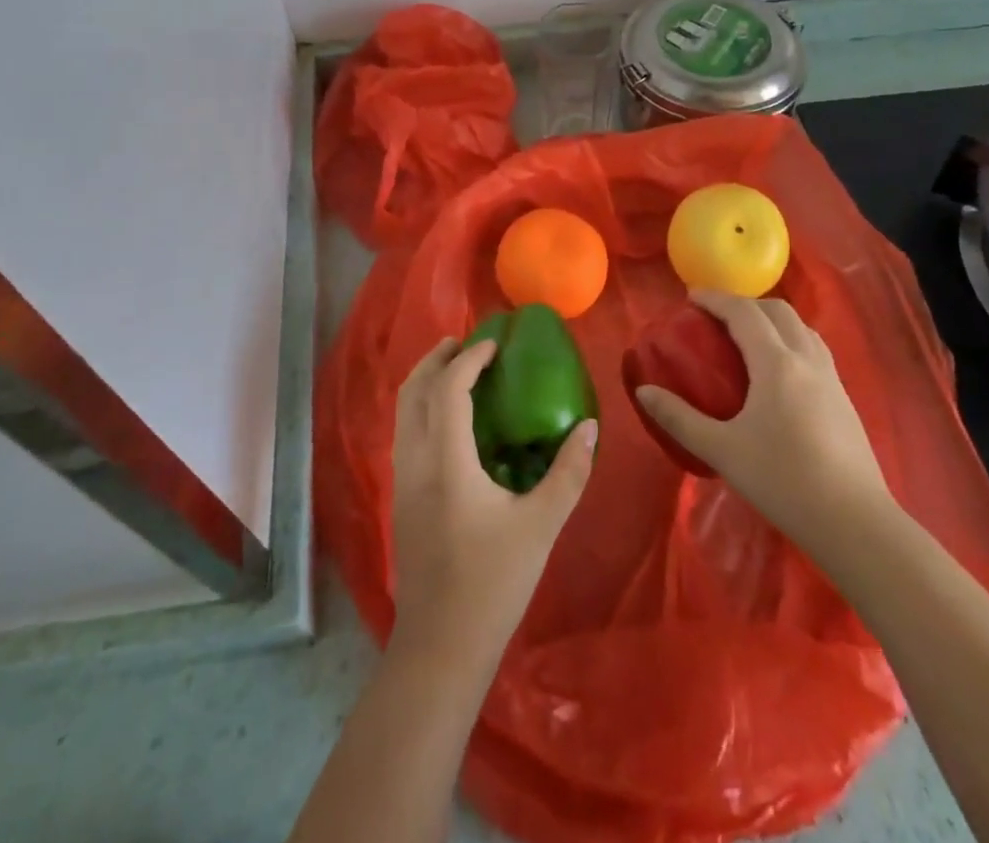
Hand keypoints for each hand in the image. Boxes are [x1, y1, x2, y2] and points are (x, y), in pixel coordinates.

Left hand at [390, 337, 596, 667]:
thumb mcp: (541, 525)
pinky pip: (405, 432)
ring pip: (403, 412)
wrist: (440, 645)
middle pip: (414, 391)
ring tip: (455, 369)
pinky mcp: (401, 498)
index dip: (469, 359)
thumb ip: (568, 472)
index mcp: (446, 460)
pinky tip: (448, 420)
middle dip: (437, 359)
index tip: (494, 344)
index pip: (449, 388)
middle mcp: (416, 460)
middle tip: (465, 342)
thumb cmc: (493, 582)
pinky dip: (422, 407)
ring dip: (425, 381)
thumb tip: (588, 427)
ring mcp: (402, 480)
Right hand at [635, 290, 888, 539]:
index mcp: (776, 363)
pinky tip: (778, 372)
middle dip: (744, 304)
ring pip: (801, 328)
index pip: (743, 312)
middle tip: (715, 319)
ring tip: (746, 338)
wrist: (855, 523)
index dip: (715, 299)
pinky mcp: (844, 399)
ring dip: (771, 320)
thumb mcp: (722, 450)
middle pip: (777, 311)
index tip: (690, 297)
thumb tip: (644, 392)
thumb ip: (679, 418)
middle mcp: (807, 359)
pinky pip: (814, 349)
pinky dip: (790, 340)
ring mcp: (831, 378)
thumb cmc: (783, 481)